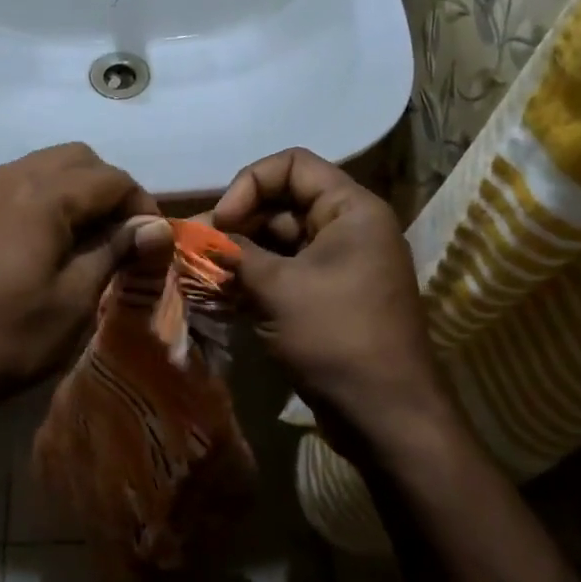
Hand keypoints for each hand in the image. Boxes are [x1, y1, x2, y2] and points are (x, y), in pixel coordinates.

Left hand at [0, 143, 172, 408]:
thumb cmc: (6, 338)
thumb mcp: (74, 301)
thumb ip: (115, 251)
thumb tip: (155, 226)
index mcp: (39, 196)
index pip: (109, 178)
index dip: (140, 204)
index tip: (151, 240)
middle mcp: (7, 176)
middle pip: (76, 158)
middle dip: (107, 188)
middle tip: (121, 234)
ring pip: (43, 166)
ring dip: (74, 190)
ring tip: (86, 237)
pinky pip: (15, 182)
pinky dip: (42, 197)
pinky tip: (45, 239)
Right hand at [212, 148, 446, 456]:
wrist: (386, 417)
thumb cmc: (336, 337)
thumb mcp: (276, 288)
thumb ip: (232, 253)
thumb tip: (194, 237)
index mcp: (351, 210)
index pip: (292, 165)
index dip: (250, 184)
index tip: (223, 223)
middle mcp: (349, 228)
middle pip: (283, 202)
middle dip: (237, 223)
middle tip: (197, 251)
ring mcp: (340, 265)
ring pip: (280, 241)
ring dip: (240, 254)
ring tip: (200, 274)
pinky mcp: (329, 297)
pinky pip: (286, 272)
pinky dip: (254, 279)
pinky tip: (219, 294)